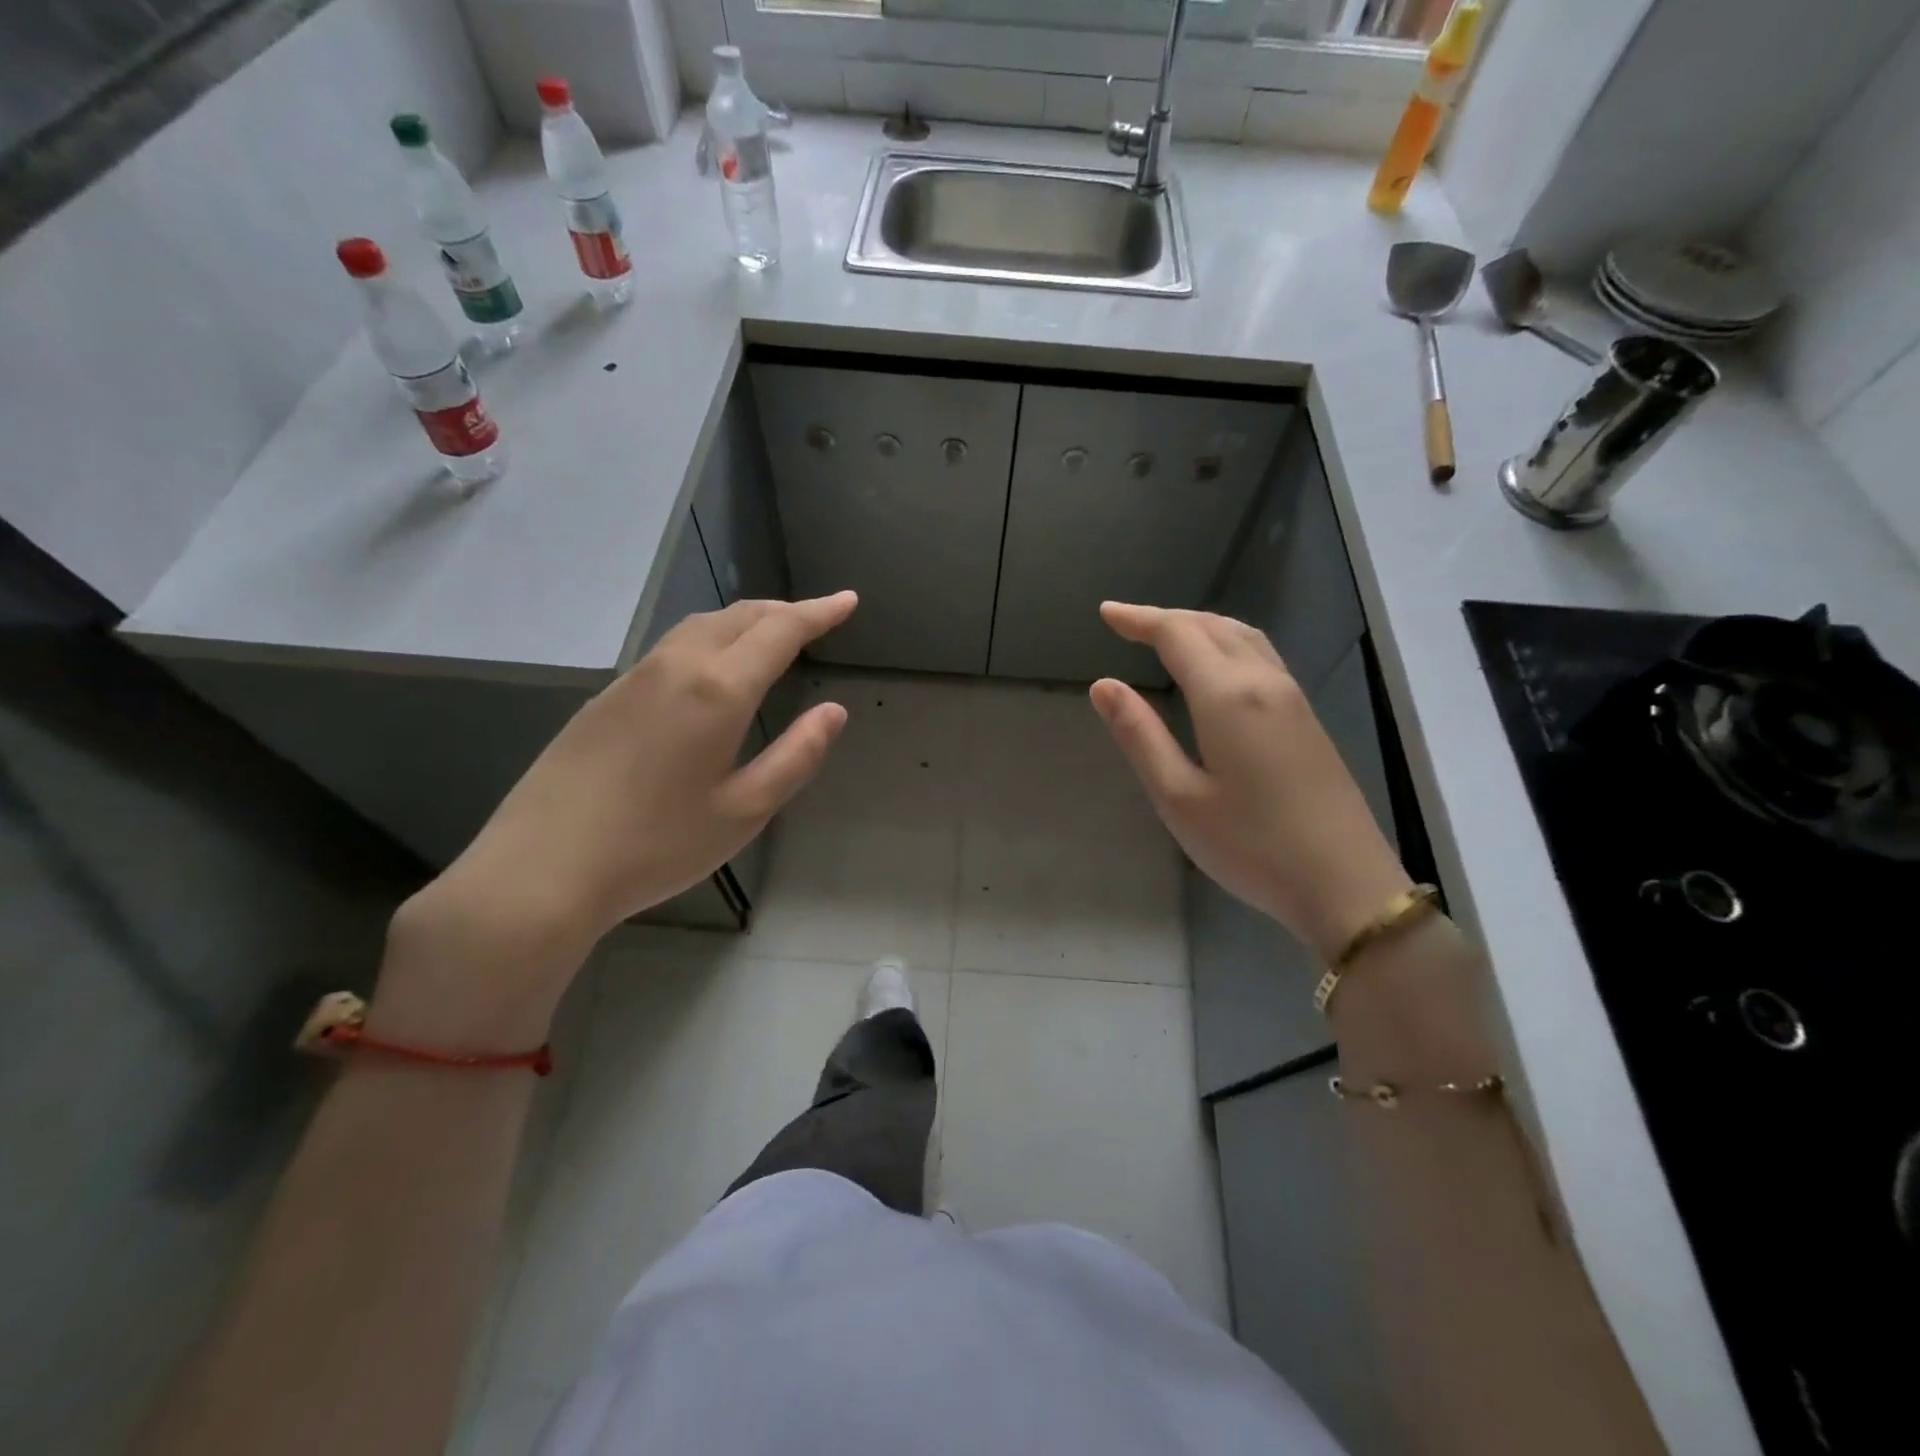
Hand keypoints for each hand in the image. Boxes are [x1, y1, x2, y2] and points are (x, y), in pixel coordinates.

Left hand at [378, 593, 856, 1039]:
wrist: (542, 868)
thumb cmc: (657, 845)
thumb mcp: (745, 810)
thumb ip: (796, 756)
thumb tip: (833, 712)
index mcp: (718, 690)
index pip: (780, 631)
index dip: (818, 613)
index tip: (847, 600)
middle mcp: (676, 666)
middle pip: (739, 617)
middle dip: (784, 610)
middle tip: (818, 617)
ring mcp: (634, 677)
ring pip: (701, 626)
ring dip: (745, 620)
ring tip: (772, 633)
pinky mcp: (607, 696)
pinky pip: (672, 646)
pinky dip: (710, 638)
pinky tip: (713, 666)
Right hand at [1089, 603, 1411, 960]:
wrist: (1346, 884)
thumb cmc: (1251, 846)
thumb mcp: (1178, 797)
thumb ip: (1140, 735)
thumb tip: (1103, 685)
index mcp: (1227, 696)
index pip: (1177, 635)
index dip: (1139, 619)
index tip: (1106, 614)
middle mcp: (1264, 682)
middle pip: (1212, 626)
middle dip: (1166, 618)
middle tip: (1126, 623)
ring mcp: (1293, 699)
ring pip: (1243, 637)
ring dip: (1200, 625)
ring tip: (1167, 634)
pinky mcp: (1307, 719)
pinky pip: (1261, 656)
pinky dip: (1227, 642)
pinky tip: (1218, 665)